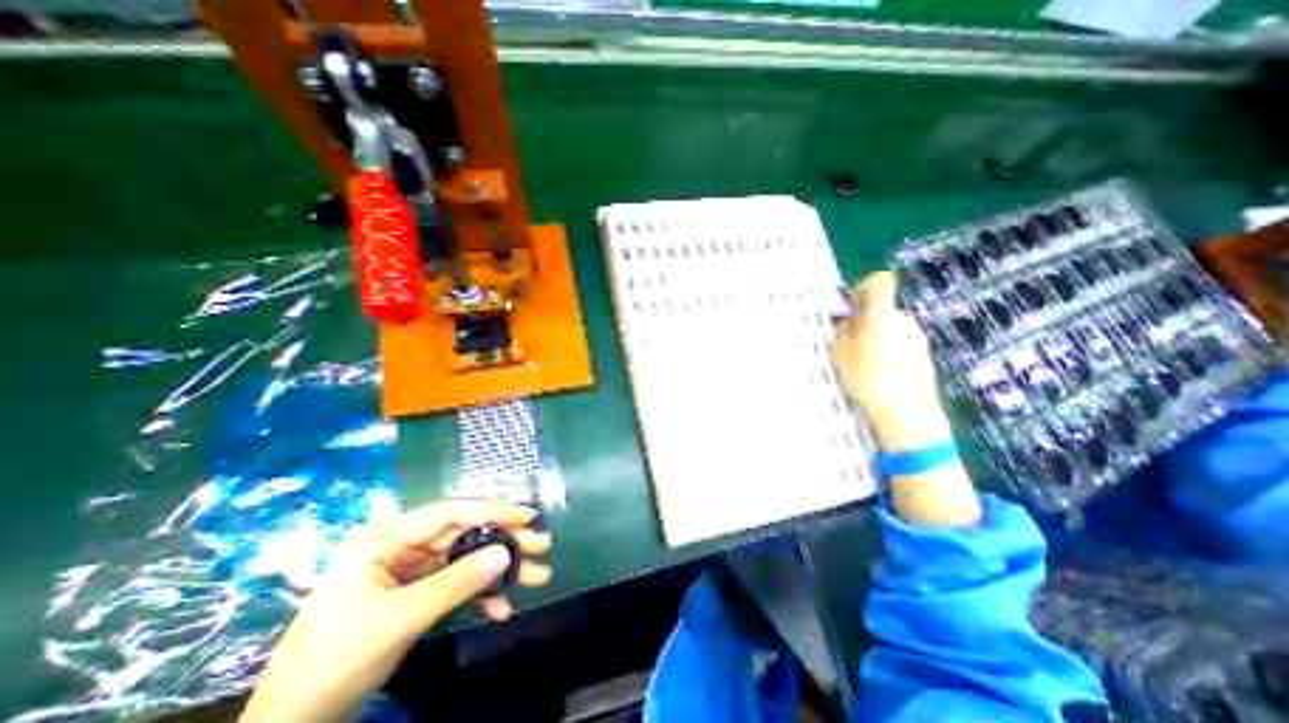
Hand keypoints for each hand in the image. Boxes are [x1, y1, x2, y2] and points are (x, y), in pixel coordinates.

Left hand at [239, 499, 554, 722]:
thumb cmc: (334, 661)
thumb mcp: (399, 619)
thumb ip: (456, 583)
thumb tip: (506, 553)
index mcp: (386, 538)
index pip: (450, 513)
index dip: (493, 511)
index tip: (529, 515)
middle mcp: (400, 546)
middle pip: (463, 535)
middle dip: (503, 542)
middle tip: (542, 545)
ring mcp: (409, 571)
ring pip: (465, 560)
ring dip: (498, 570)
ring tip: (536, 575)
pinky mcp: (415, 594)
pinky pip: (455, 585)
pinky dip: (479, 595)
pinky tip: (501, 609)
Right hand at [838, 270, 953, 451]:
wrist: (907, 413)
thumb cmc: (868, 380)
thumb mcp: (842, 356)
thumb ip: (843, 332)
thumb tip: (848, 321)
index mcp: (882, 316)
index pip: (881, 282)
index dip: (864, 285)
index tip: (851, 301)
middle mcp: (904, 321)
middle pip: (883, 309)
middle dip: (865, 320)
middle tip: (850, 342)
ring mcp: (918, 337)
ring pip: (892, 327)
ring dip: (877, 335)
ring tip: (865, 362)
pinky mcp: (924, 354)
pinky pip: (902, 342)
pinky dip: (890, 349)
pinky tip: (882, 373)